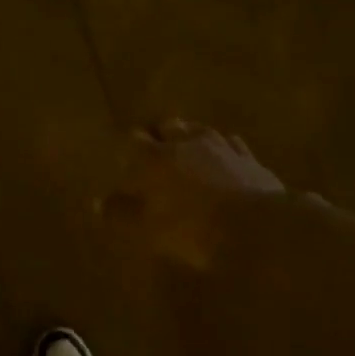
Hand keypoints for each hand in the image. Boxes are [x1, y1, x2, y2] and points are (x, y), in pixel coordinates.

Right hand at [101, 121, 282, 268]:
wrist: (256, 228)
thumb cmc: (190, 228)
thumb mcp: (146, 229)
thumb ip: (121, 213)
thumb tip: (98, 203)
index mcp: (153, 157)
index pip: (133, 140)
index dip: (128, 147)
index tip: (126, 158)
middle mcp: (184, 142)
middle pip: (167, 126)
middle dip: (159, 135)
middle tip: (155, 151)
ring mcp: (221, 146)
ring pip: (200, 130)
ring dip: (190, 138)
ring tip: (188, 151)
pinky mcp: (249, 158)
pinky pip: (230, 144)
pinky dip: (222, 149)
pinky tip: (223, 160)